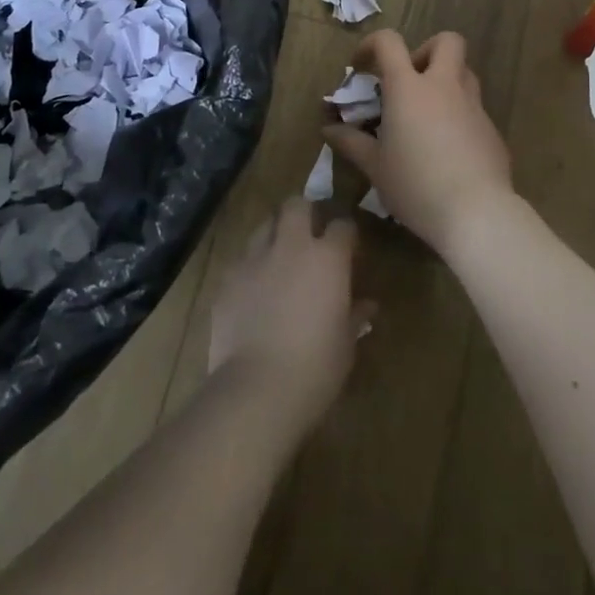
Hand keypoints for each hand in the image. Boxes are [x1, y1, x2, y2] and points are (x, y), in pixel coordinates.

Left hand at [208, 199, 368, 431]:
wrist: (256, 389)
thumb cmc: (315, 368)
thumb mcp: (346, 344)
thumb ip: (355, 315)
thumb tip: (367, 304)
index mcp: (327, 258)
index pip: (342, 225)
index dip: (346, 234)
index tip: (349, 248)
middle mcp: (290, 246)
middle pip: (297, 205)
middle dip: (305, 212)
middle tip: (310, 234)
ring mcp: (255, 258)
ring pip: (265, 226)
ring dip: (275, 234)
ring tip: (280, 258)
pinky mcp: (228, 278)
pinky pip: (242, 259)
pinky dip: (252, 266)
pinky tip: (254, 290)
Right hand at [323, 30, 514, 255]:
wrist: (476, 213)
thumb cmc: (416, 185)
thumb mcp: (375, 167)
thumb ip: (351, 142)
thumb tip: (329, 129)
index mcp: (409, 87)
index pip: (389, 42)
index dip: (371, 44)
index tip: (360, 66)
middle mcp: (444, 86)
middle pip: (447, 41)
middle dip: (426, 50)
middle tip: (410, 80)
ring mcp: (473, 106)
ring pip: (465, 72)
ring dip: (446, 81)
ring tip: (427, 114)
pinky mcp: (492, 130)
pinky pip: (474, 108)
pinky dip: (459, 115)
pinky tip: (448, 149)